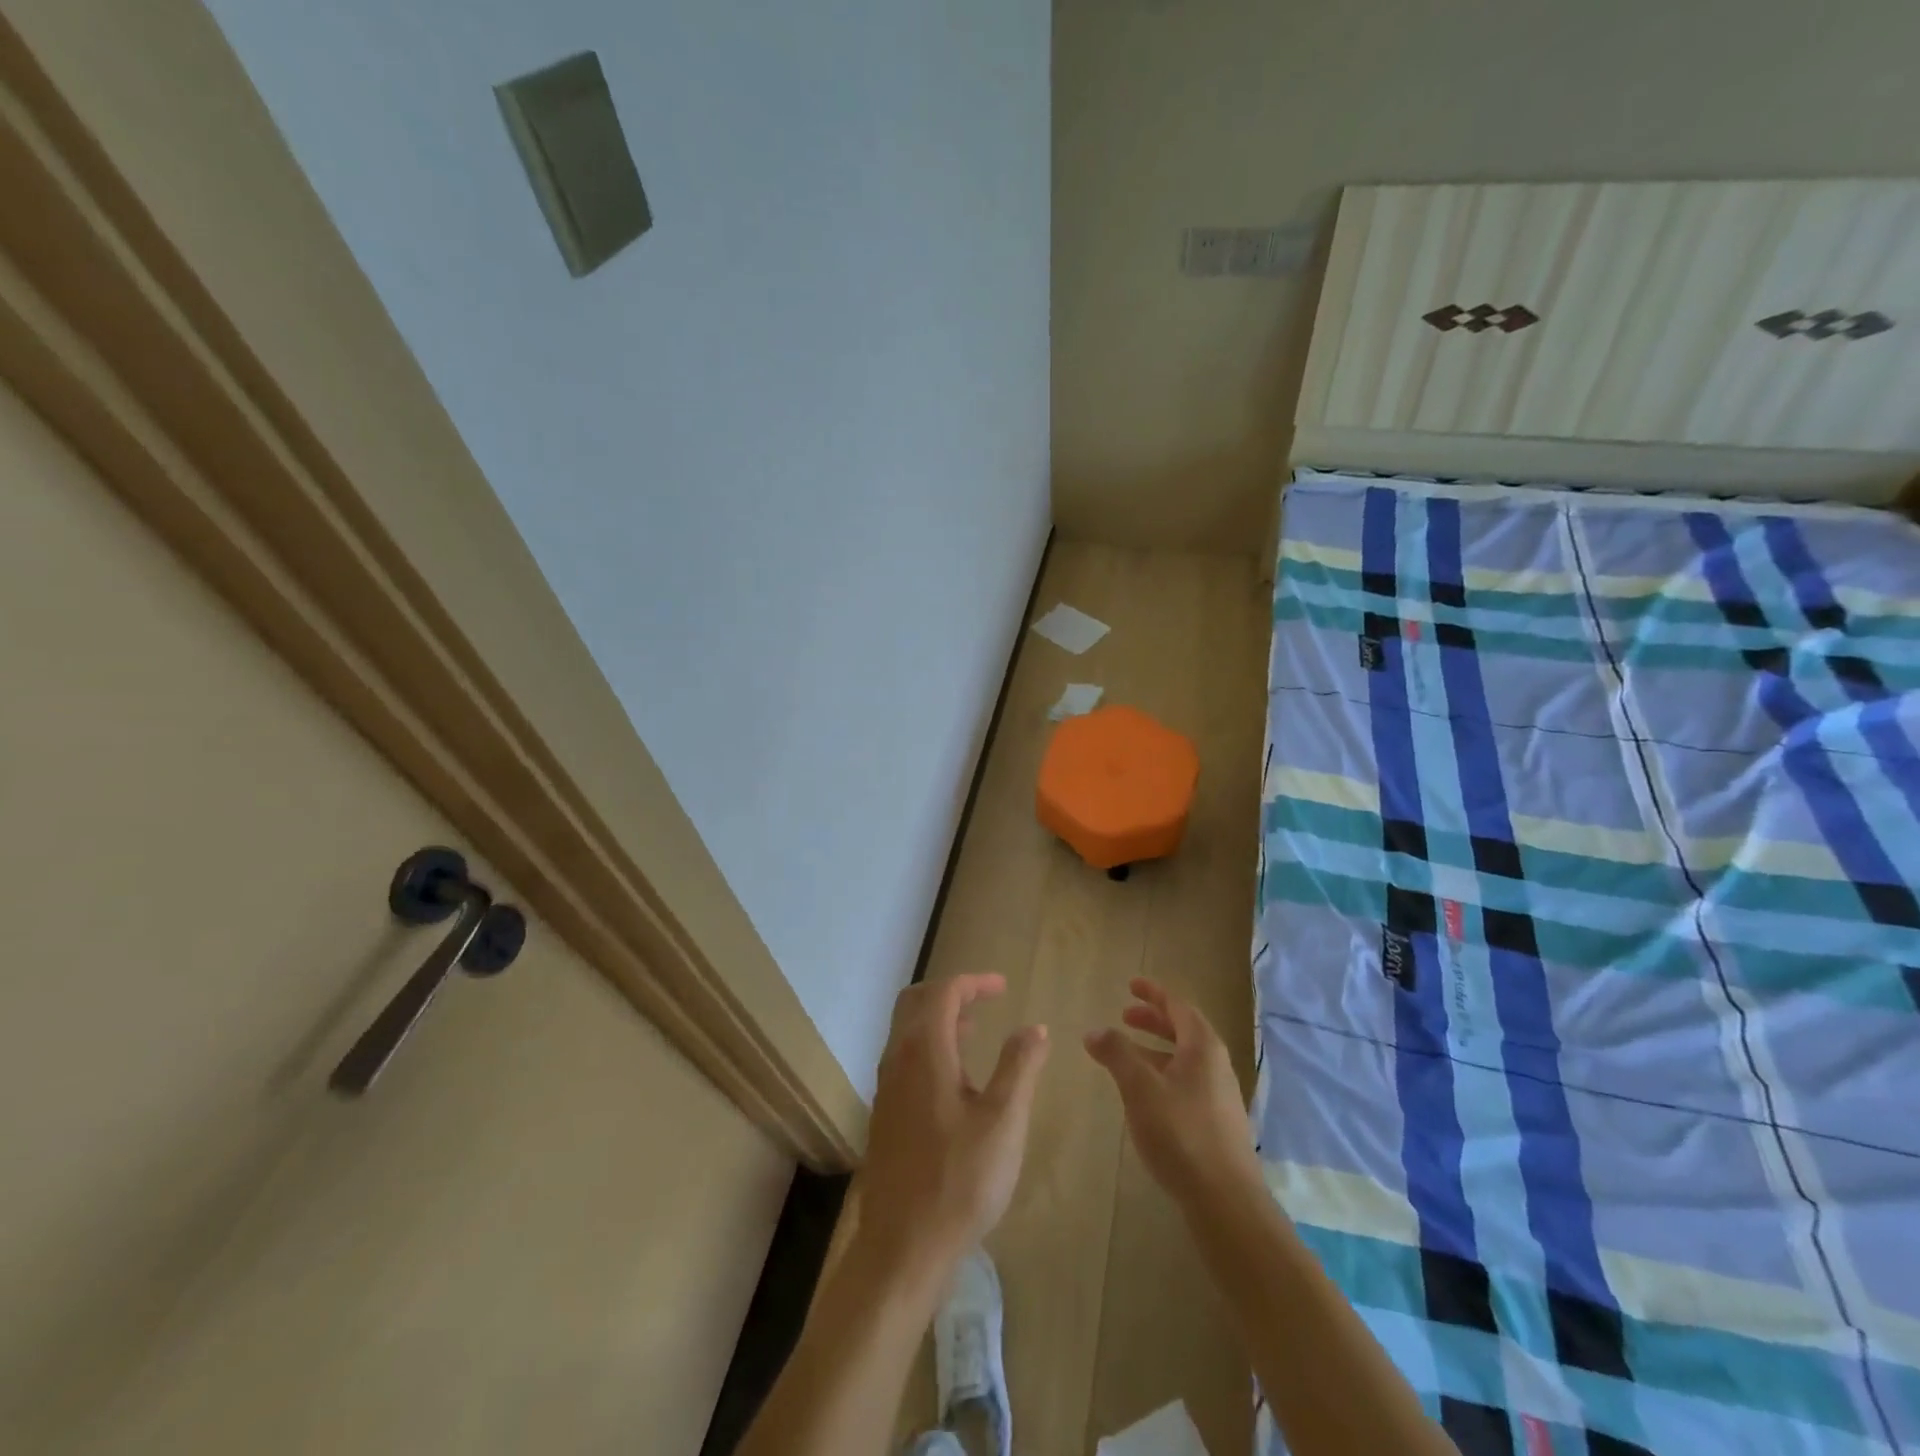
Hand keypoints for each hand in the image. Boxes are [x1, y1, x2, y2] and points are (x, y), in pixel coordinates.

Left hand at [858, 975, 1049, 1285]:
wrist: (903, 1246)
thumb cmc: (960, 1180)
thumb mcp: (1004, 1120)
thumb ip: (1020, 1066)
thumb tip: (1033, 1027)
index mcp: (924, 1051)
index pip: (943, 993)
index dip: (974, 983)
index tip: (1004, 987)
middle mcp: (897, 1059)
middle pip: (916, 1002)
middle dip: (951, 993)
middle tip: (985, 1000)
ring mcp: (886, 1087)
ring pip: (907, 1030)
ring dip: (939, 1019)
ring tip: (975, 1030)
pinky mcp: (885, 1113)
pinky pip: (904, 1057)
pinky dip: (929, 1046)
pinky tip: (956, 1078)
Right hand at [1085, 978, 1260, 1210]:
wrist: (1226, 1201)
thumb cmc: (1181, 1133)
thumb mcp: (1140, 1088)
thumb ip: (1117, 1054)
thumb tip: (1095, 1030)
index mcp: (1203, 1047)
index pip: (1178, 1006)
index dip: (1153, 993)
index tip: (1131, 985)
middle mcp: (1216, 1065)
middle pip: (1183, 1030)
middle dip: (1153, 1020)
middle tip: (1124, 1016)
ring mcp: (1219, 1095)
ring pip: (1184, 1059)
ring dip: (1156, 1049)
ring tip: (1127, 1054)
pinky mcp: (1216, 1123)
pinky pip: (1186, 1082)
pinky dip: (1163, 1073)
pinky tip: (1145, 1094)